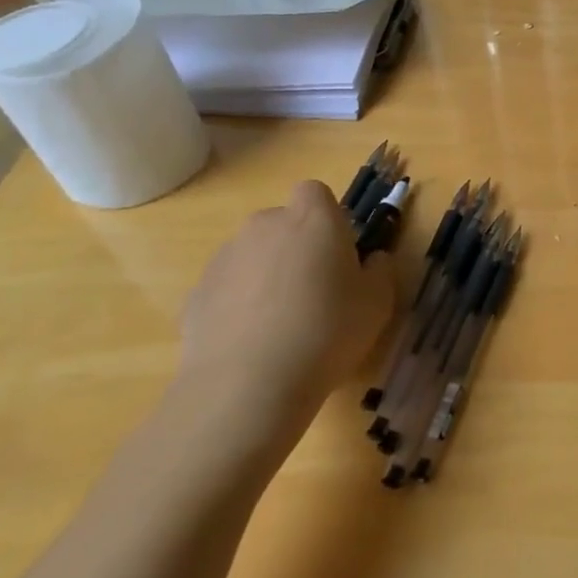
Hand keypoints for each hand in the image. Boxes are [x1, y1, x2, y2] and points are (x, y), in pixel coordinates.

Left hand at [175, 181, 394, 450]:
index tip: (339, 252)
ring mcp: (225, 257)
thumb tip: (371, 260)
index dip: (327, 217)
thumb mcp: (379, 302)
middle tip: (315, 289)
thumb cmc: (328, 331)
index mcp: (313, 219)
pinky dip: (239, 304)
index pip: (316, 192)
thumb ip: (379, 270)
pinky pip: (227, 287)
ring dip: (267, 275)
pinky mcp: (197, 293)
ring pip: (253, 254)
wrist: (248, 384)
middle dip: (296, 246)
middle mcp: (265, 226)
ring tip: (281, 323)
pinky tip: (252, 342)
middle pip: (282, 222)